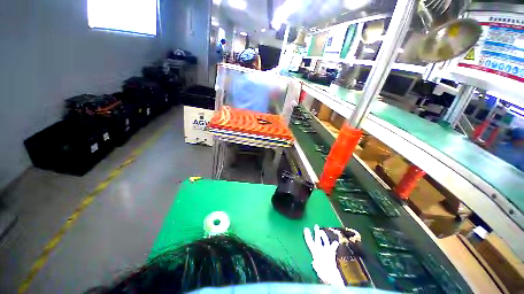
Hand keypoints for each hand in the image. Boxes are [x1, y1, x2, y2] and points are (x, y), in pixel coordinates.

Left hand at [304, 224, 344, 285]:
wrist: (331, 279)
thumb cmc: (324, 275)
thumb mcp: (319, 271)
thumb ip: (316, 267)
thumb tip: (313, 263)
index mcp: (315, 253)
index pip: (310, 242)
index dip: (307, 236)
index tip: (305, 228)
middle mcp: (320, 251)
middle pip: (317, 239)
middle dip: (316, 233)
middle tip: (315, 225)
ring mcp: (326, 252)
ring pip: (325, 241)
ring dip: (324, 236)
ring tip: (322, 231)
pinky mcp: (331, 255)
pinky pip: (333, 247)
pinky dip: (334, 244)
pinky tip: (336, 242)